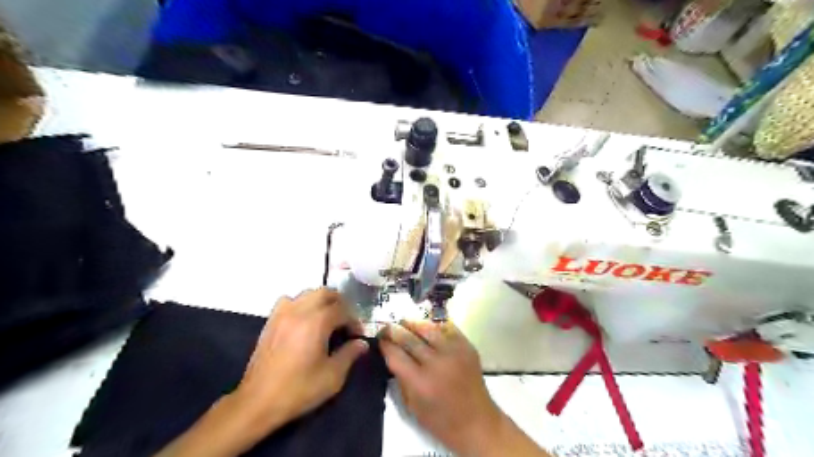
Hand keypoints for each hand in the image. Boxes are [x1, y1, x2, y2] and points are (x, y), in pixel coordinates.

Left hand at [232, 289, 366, 437]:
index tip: (357, 336)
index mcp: (316, 322)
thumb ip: (350, 354)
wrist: (257, 402)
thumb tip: (361, 343)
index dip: (354, 321)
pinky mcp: (271, 321)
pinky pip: (289, 301)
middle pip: (325, 293)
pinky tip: (303, 321)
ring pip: (307, 294)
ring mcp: (282, 314)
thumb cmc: (298, 390)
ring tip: (327, 319)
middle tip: (345, 322)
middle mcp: (299, 311)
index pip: (343, 309)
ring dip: (321, 302)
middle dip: (340, 304)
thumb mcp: (332, 376)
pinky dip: (301, 304)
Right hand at [381, 320, 503, 454]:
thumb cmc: (441, 420)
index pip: (395, 355)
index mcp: (420, 382)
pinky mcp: (467, 346)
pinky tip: (427, 327)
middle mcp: (437, 363)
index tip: (379, 339)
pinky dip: (435, 326)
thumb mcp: (412, 406)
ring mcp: (454, 352)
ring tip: (404, 321)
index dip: (384, 345)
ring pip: (428, 328)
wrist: (477, 422)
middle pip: (409, 338)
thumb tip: (392, 355)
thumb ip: (401, 379)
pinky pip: (447, 328)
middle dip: (394, 330)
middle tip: (386, 326)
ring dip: (413, 323)